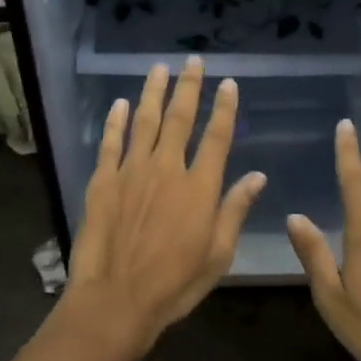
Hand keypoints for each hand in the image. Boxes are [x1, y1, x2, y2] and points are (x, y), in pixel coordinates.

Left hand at [65, 59, 266, 351]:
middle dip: (188, 87)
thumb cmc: (174, 283)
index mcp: (200, 187)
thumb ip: (235, 210)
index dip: (224, 108)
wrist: (116, 299)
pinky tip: (121, 103)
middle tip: (193, 61)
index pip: (217, 137)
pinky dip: (116, 121)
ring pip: (144, 122)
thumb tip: (258, 176)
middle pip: (180, 119)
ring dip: (153, 92)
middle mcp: (167, 169)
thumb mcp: (218, 254)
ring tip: (159, 68)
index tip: (229, 83)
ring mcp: (131, 172)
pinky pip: (111, 142)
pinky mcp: (103, 181)